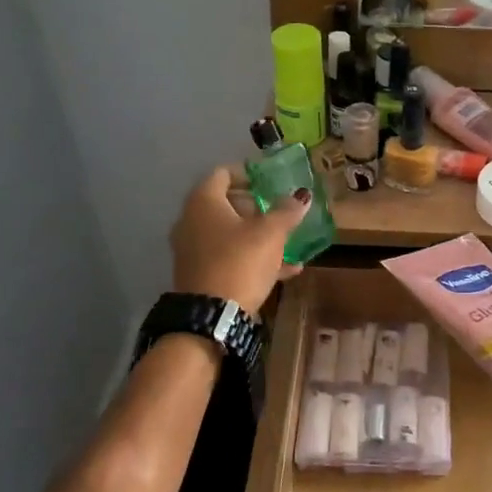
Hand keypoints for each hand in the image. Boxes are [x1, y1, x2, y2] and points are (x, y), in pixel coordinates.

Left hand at [169, 166, 309, 314]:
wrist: (212, 317)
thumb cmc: (240, 262)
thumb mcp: (271, 234)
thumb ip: (286, 211)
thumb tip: (301, 195)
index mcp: (204, 202)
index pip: (223, 174)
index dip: (249, 174)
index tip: (271, 182)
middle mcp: (190, 221)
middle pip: (224, 204)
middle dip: (254, 207)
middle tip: (279, 212)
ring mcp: (192, 249)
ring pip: (228, 234)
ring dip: (256, 235)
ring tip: (286, 243)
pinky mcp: (199, 274)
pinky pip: (228, 257)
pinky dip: (251, 258)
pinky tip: (283, 271)